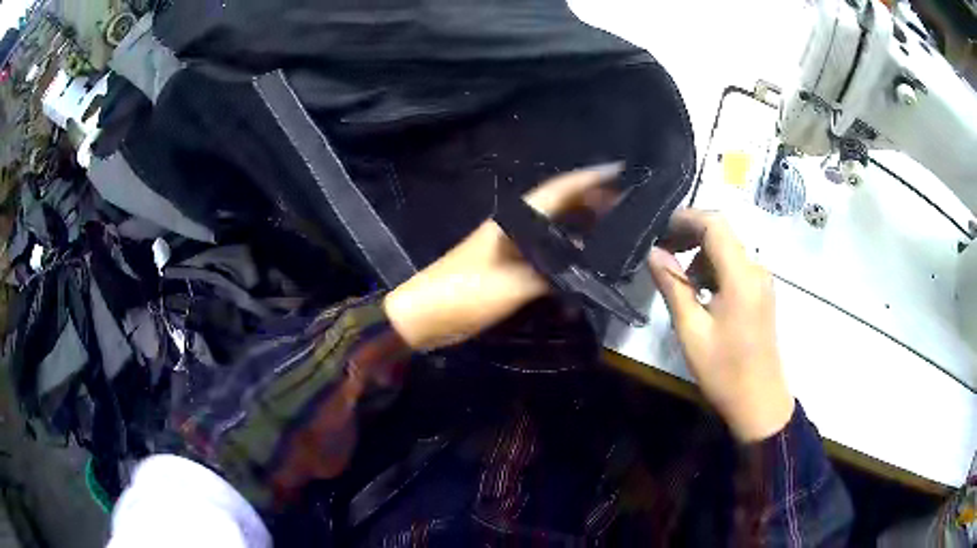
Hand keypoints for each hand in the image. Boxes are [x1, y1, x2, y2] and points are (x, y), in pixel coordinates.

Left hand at [383, 164, 620, 350]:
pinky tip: (584, 271)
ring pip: (555, 233)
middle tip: (626, 210)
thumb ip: (554, 273)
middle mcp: (516, 228)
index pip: (559, 190)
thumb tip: (590, 265)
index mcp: (515, 220)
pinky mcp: (509, 270)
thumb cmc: (465, 292)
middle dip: (593, 205)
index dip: (590, 178)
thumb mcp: (514, 283)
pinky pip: (546, 259)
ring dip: (582, 233)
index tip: (619, 172)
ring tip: (614, 237)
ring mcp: (512, 249)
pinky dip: (566, 261)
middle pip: (560, 208)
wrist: (424, 316)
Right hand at [647, 210, 793, 441]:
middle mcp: (756, 269)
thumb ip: (673, 287)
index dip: (685, 219)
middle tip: (661, 253)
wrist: (760, 402)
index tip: (658, 230)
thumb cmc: (724, 371)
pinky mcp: (762, 293)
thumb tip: (654, 253)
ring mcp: (762, 281)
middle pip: (723, 233)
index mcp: (741, 276)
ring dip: (701, 255)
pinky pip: (736, 267)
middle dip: (690, 236)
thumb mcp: (692, 331)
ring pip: (728, 249)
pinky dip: (715, 269)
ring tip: (679, 282)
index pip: (715, 225)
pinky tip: (701, 294)